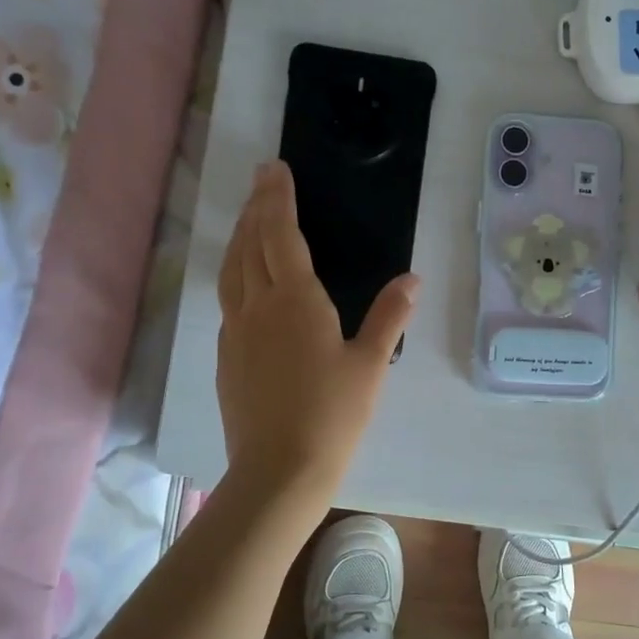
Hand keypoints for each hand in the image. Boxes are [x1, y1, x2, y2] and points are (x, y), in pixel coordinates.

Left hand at [216, 161, 418, 495]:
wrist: (280, 468)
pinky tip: (245, 283)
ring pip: (231, 270)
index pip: (280, 234)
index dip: (276, 198)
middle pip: (250, 245)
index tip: (274, 170)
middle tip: (261, 181)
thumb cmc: (333, 414)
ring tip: (249, 220)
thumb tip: (412, 278)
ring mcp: (236, 331)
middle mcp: (257, 306)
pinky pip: (227, 300)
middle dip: (256, 208)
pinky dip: (235, 274)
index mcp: (295, 300)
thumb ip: (390, 316)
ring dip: (240, 238)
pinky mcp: (226, 356)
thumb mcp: (371, 364)